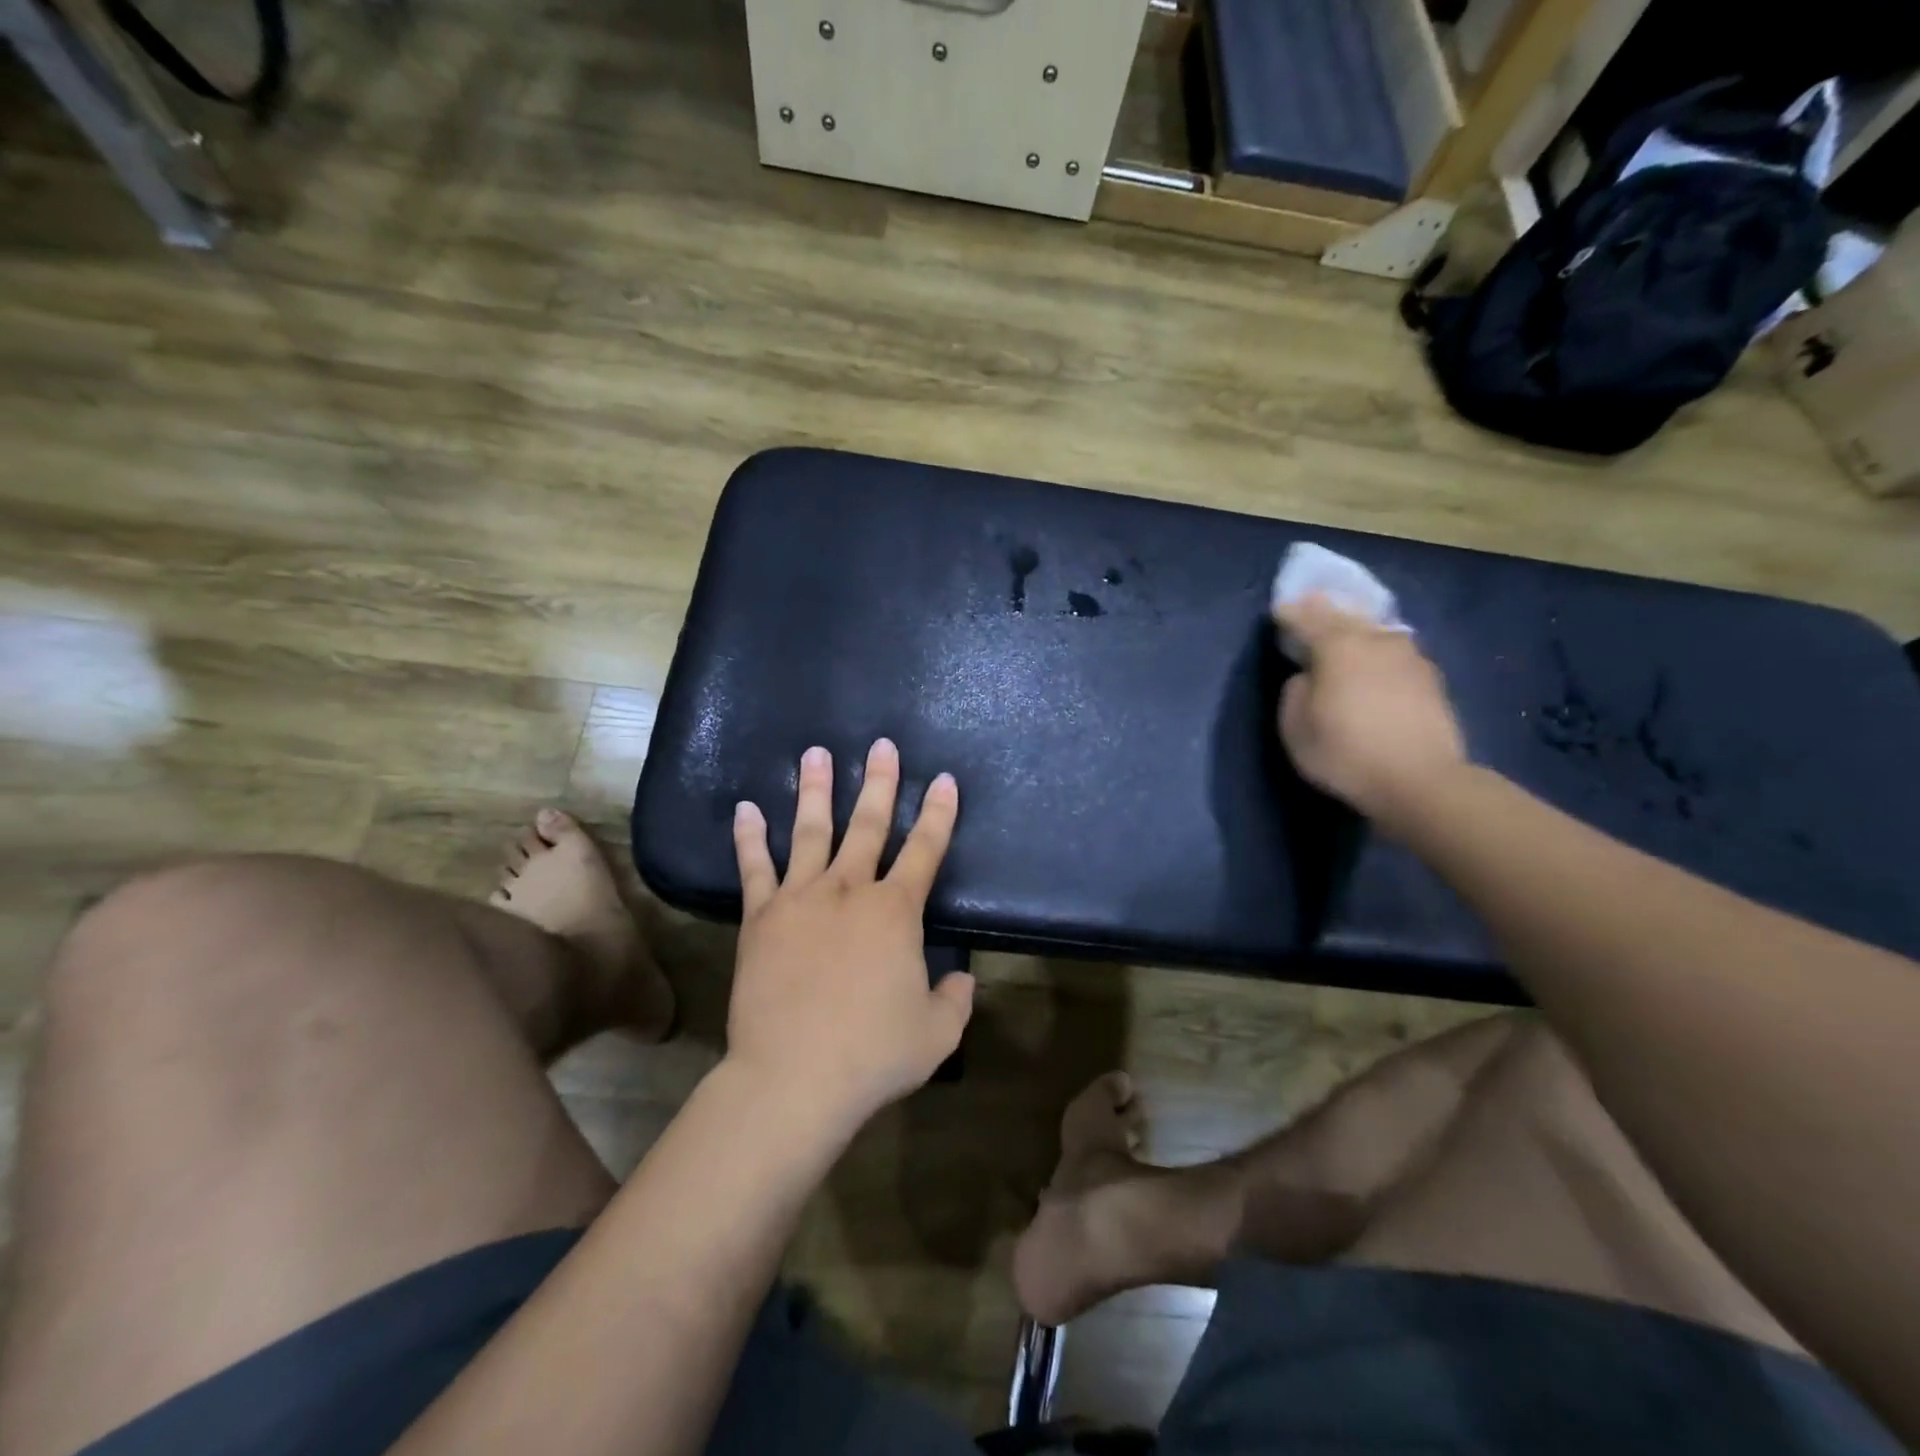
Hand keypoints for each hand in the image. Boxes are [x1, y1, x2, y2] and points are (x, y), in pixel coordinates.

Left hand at [729, 739, 972, 1129]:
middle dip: (879, 783)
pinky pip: (754, 868)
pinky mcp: (761, 918)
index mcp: (895, 912)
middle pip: (868, 826)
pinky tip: (746, 808)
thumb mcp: (936, 1034)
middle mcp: (849, 891)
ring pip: (811, 832)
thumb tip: (962, 980)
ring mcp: (800, 899)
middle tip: (882, 746)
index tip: (944, 780)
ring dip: (815, 790)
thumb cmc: (872, 1054)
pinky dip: (749, 837)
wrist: (794, 1077)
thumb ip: (955, 1000)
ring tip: (816, 754)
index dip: (939, 814)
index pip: (925, 850)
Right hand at [1273, 594, 1467, 830]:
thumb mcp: (1295, 727)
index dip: (1290, 613)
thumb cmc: (1346, 753)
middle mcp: (1375, 640)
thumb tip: (1307, 676)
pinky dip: (1379, 650)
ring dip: (1357, 627)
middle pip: (1346, 615)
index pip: (1307, 617)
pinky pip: (1395, 651)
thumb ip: (1295, 691)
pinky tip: (1375, 660)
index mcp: (1338, 645)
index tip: (1278, 611)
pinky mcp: (1430, 678)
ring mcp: (1409, 656)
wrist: (1421, 781)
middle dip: (1325, 609)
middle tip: (1310, 604)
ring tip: (1345, 630)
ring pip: (1375, 630)